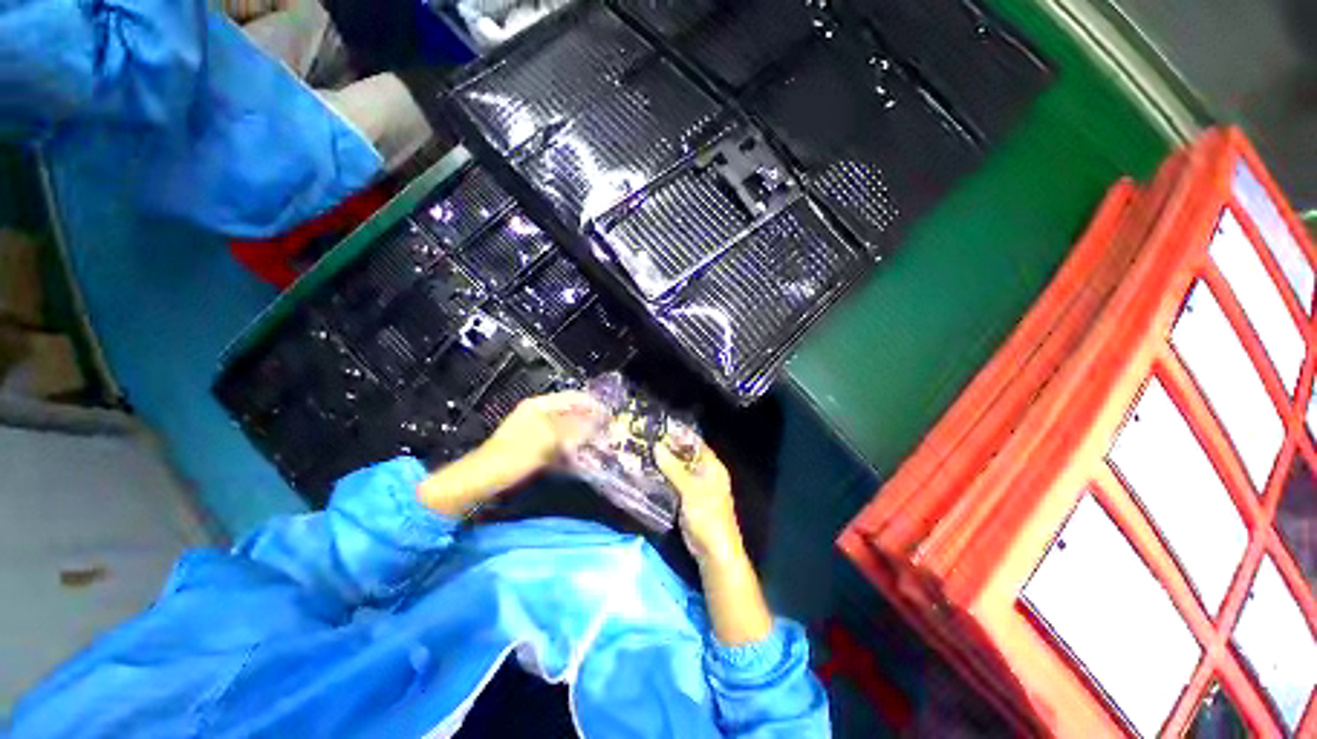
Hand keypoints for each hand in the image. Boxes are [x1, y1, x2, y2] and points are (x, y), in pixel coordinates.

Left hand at [419, 391, 605, 516]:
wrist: (483, 481)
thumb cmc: (515, 455)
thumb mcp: (549, 438)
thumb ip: (576, 427)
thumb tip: (599, 419)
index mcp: (540, 405)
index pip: (574, 398)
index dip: (594, 405)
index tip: (612, 416)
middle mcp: (538, 413)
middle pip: (571, 413)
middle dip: (590, 421)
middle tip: (609, 432)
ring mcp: (536, 431)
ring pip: (567, 429)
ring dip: (582, 436)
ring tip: (600, 444)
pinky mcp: (534, 448)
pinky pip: (559, 443)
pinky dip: (571, 447)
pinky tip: (582, 456)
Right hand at [654, 439, 741, 563]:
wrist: (713, 551)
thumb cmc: (707, 515)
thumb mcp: (690, 489)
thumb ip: (673, 467)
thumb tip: (656, 446)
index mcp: (712, 466)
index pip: (696, 444)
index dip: (680, 435)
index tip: (660, 427)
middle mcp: (705, 473)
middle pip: (685, 456)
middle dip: (669, 449)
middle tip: (647, 440)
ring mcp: (695, 487)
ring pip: (678, 470)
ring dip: (664, 463)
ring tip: (643, 452)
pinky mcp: (686, 500)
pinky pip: (673, 483)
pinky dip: (663, 478)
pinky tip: (647, 473)